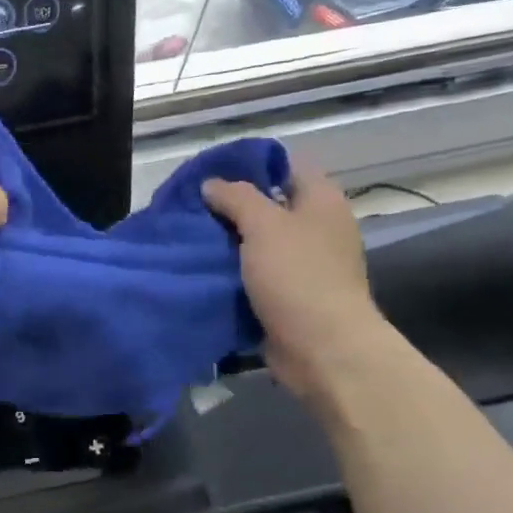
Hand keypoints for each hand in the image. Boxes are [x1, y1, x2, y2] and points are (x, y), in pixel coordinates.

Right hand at [202, 154, 389, 399]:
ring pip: (259, 242)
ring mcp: (305, 264)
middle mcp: (317, 228)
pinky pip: (255, 274)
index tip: (212, 172)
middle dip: (232, 206)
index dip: (252, 164)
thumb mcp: (264, 224)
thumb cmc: (298, 276)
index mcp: (321, 201)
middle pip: (270, 205)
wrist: (322, 348)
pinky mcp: (289, 295)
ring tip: (191, 237)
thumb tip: (212, 184)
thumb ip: (236, 197)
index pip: (287, 166)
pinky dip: (233, 272)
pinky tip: (203, 270)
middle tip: (192, 207)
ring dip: (229, 242)